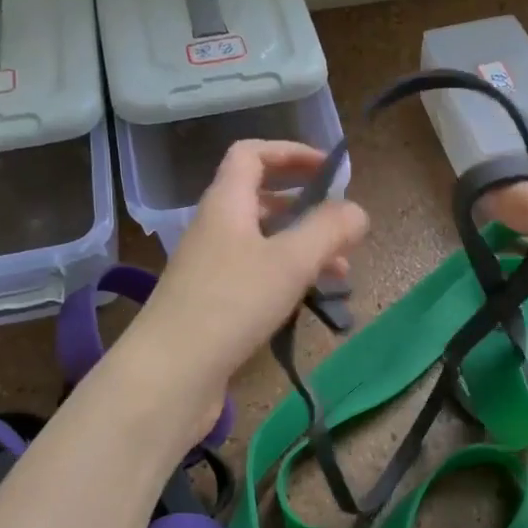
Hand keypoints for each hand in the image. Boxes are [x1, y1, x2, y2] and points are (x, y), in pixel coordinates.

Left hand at [118, 140, 368, 402]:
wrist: (170, 375)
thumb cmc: (231, 304)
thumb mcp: (290, 261)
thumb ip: (328, 229)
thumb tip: (357, 211)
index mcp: (227, 204)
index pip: (252, 154)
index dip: (290, 152)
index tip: (329, 169)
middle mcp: (216, 228)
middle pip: (261, 199)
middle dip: (306, 207)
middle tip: (341, 226)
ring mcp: (211, 267)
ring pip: (265, 241)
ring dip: (303, 247)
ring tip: (341, 272)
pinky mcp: (214, 303)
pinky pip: (258, 274)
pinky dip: (288, 277)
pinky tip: (312, 300)